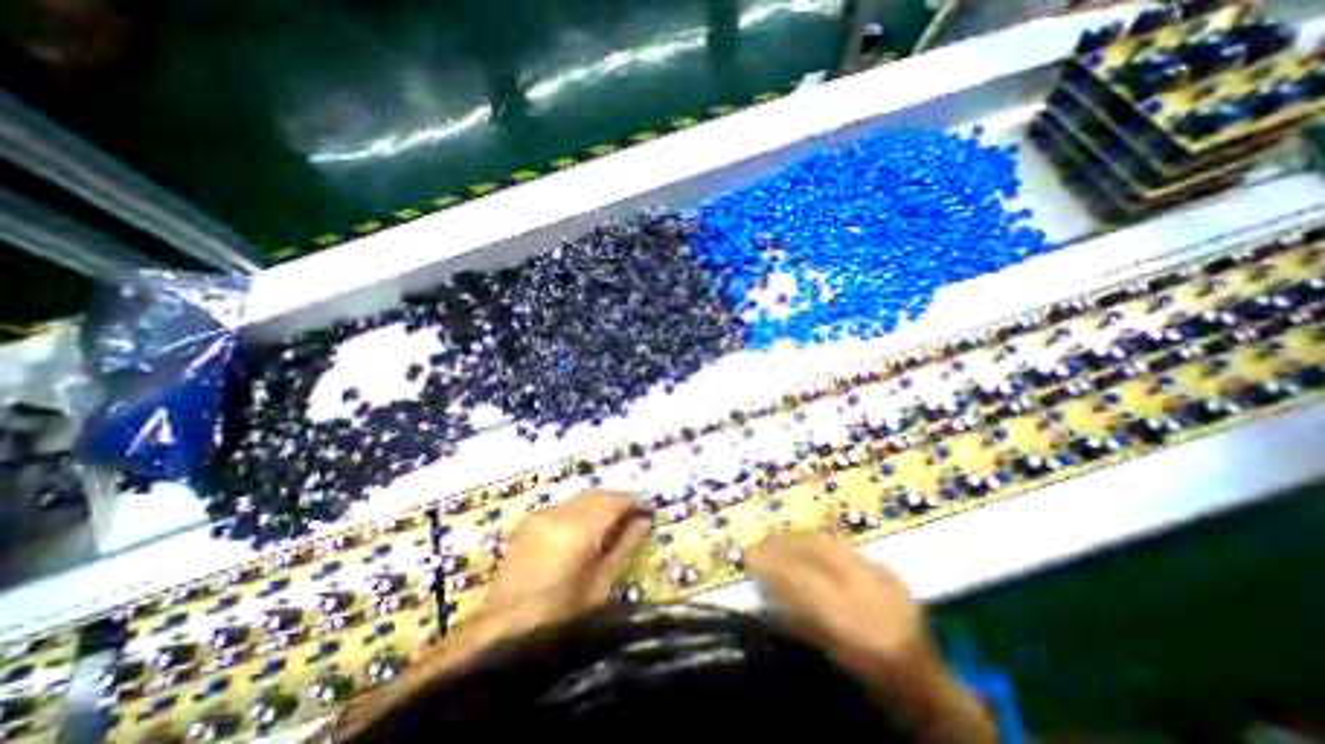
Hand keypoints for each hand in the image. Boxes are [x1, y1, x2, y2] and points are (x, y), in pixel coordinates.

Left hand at [476, 494, 649, 632]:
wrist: (502, 634)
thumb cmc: (560, 618)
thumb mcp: (601, 587)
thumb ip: (625, 548)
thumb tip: (644, 522)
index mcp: (578, 530)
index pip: (614, 501)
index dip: (634, 502)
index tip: (649, 510)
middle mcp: (558, 514)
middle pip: (596, 495)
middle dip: (617, 501)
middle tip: (633, 516)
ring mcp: (540, 516)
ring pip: (578, 499)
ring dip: (597, 505)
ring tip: (610, 523)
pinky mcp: (527, 523)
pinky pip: (561, 507)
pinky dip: (578, 511)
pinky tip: (582, 529)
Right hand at [743, 536, 994, 743]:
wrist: (934, 698)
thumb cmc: (876, 692)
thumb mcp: (833, 662)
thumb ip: (801, 623)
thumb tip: (767, 586)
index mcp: (862, 630)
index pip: (807, 582)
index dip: (774, 566)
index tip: (749, 557)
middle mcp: (877, 596)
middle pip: (821, 551)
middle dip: (786, 542)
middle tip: (760, 542)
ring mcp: (888, 579)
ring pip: (833, 543)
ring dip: (801, 539)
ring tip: (777, 540)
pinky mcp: (892, 573)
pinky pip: (846, 549)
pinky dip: (820, 545)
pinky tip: (805, 547)